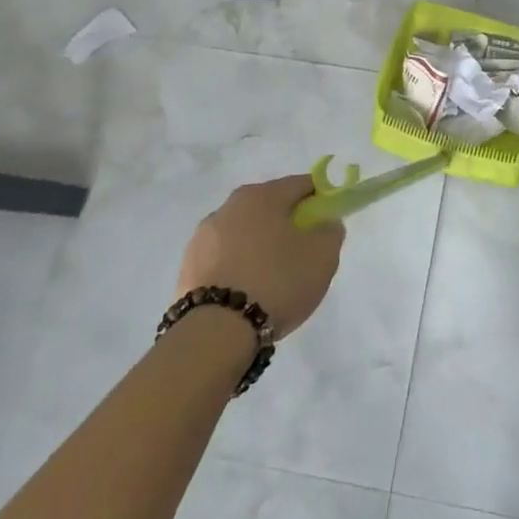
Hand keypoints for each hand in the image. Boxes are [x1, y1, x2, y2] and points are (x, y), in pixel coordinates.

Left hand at [177, 175, 343, 339]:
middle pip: (270, 207)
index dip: (320, 201)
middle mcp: (229, 206)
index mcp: (262, 195)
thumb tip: (324, 223)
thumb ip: (331, 230)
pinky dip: (238, 267)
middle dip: (288, 224)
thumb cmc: (277, 282)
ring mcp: (203, 236)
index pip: (301, 185)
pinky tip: (247, 293)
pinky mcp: (187, 266)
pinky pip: (224, 258)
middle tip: (302, 256)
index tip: (326, 226)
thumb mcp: (323, 256)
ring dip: (260, 246)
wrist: (215, 333)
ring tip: (272, 281)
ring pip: (244, 233)